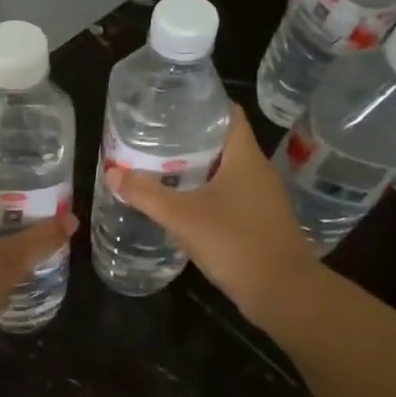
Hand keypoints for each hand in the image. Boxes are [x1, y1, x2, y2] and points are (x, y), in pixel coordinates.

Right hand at [104, 107, 322, 327]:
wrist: (283, 293)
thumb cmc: (235, 243)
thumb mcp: (182, 217)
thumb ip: (146, 194)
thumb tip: (112, 174)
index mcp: (245, 157)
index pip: (228, 113)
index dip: (202, 103)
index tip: (171, 105)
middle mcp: (258, 171)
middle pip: (223, 141)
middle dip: (190, 138)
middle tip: (154, 136)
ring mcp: (262, 197)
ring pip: (226, 170)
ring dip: (197, 167)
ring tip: (162, 166)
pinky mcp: (260, 220)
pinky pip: (230, 195)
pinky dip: (207, 192)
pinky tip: (183, 202)